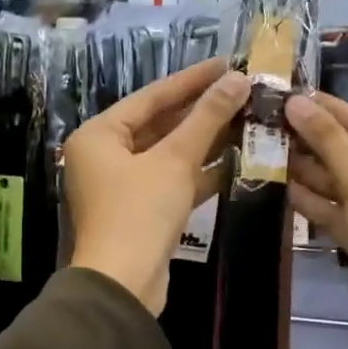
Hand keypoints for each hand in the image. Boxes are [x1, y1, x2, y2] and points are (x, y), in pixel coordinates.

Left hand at [65, 57, 249, 314]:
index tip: (227, 63)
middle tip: (242, 91)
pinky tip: (237, 159)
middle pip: (159, 124)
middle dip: (201, 111)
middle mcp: (104, 155)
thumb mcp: (174, 160)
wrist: (123, 285)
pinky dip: (199, 172)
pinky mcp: (140, 211)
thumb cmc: (139, 212)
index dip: (191, 79)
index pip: (151, 97)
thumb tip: (238, 80)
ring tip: (248, 120)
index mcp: (99, 135)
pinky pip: (172, 180)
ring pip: (168, 154)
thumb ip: (206, 118)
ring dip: (205, 141)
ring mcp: (122, 185)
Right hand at [285, 92, 347, 348]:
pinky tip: (279, 183)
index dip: (332, 110)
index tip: (293, 92)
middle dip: (315, 140)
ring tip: (267, 146)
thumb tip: (297, 102)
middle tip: (271, 120)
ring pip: (343, 183)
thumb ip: (331, 143)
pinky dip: (313, 199)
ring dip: (308, 169)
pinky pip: (338, 210)